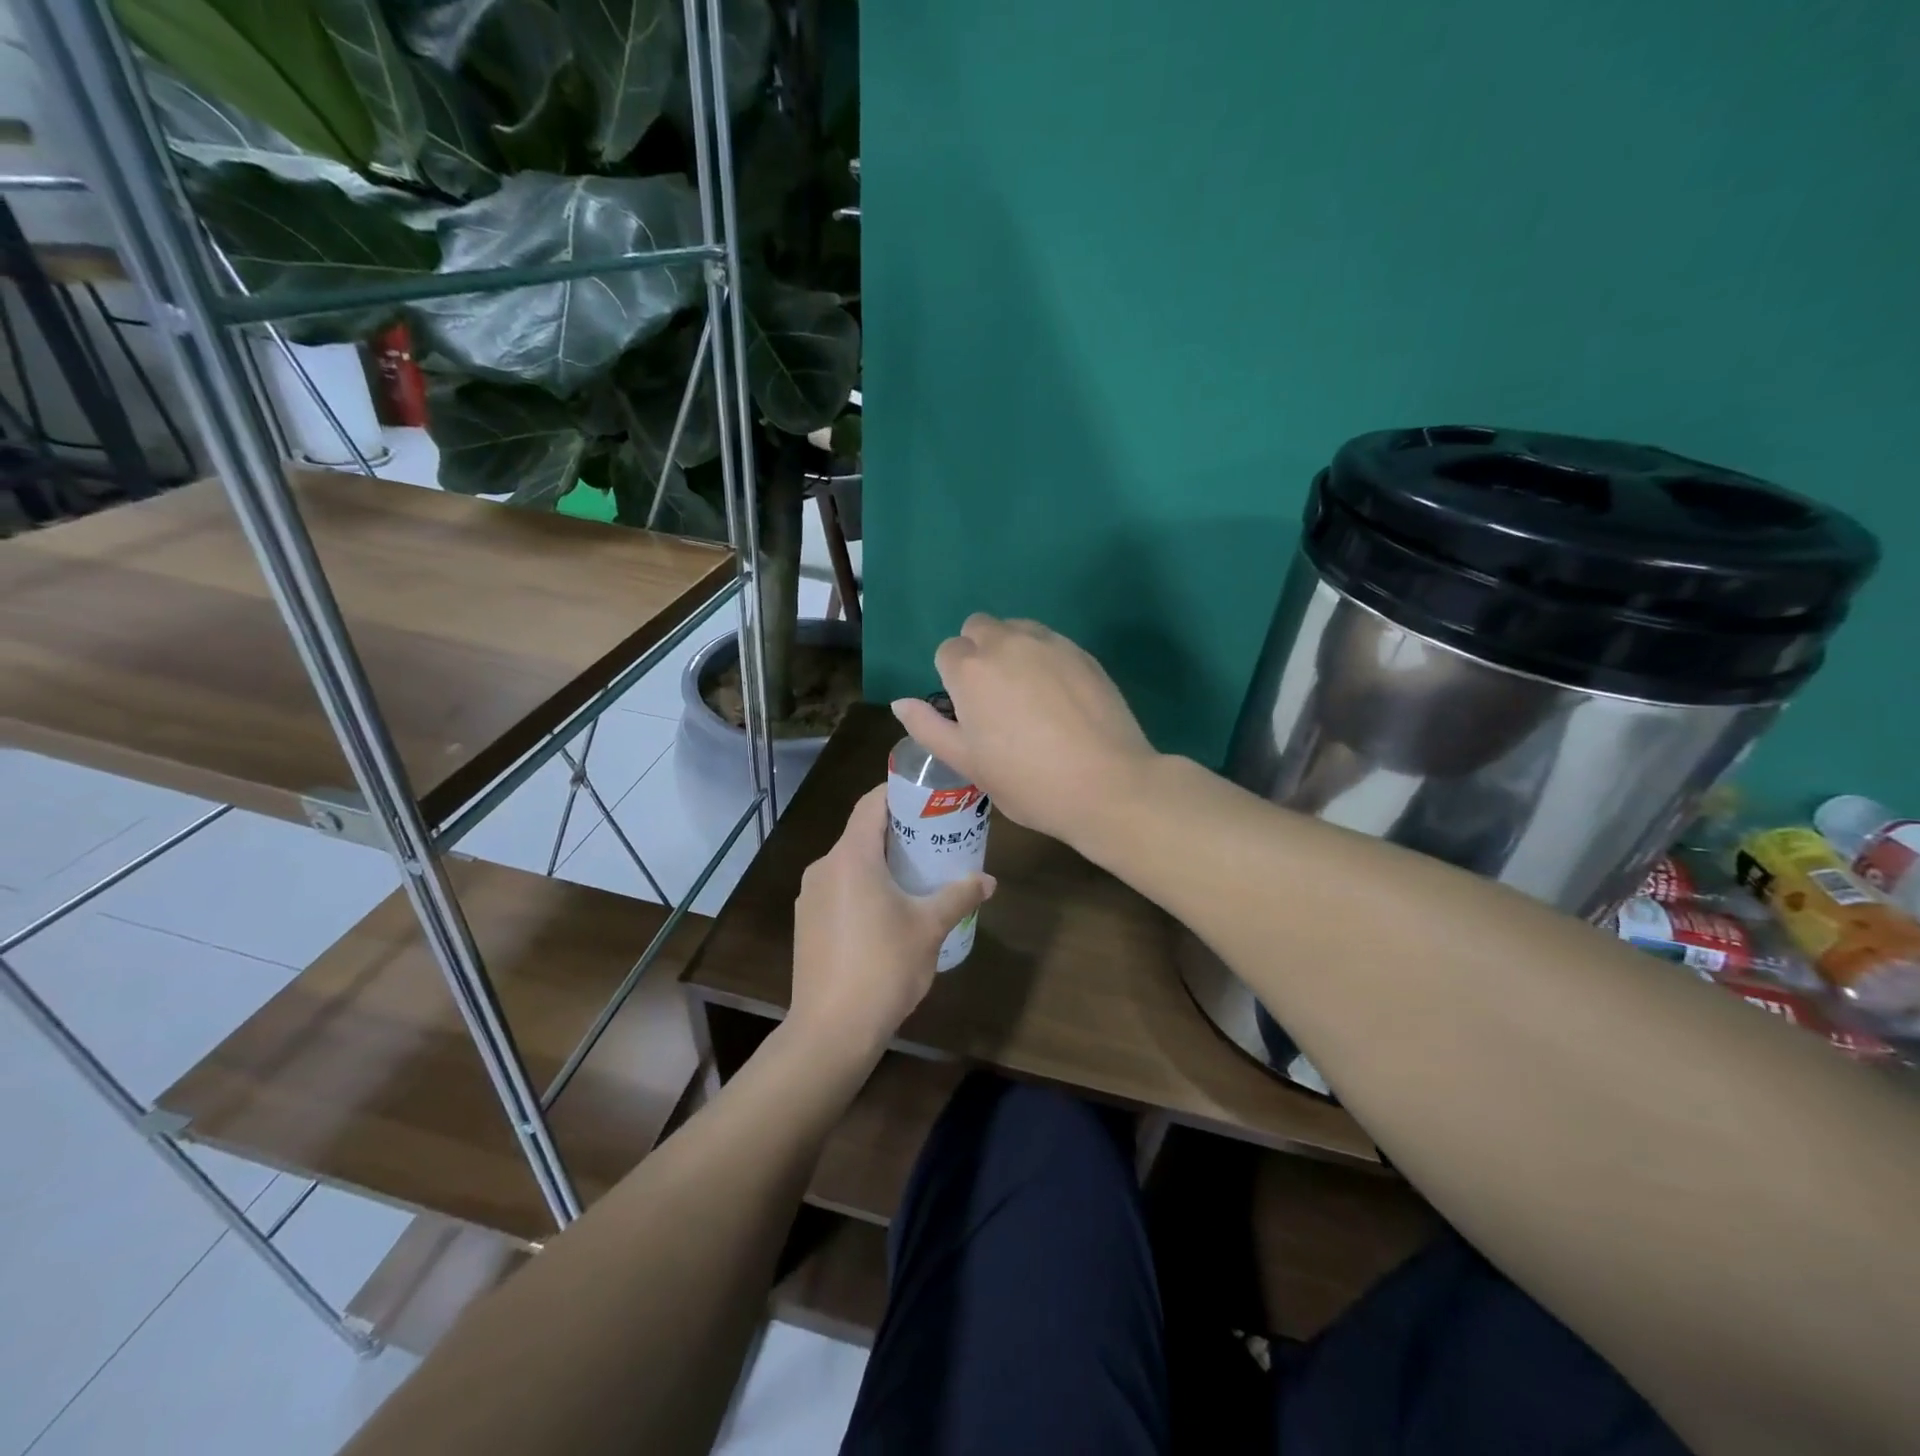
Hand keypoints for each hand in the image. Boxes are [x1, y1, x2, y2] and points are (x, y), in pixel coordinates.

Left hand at [788, 785, 994, 1063]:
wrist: (831, 1030)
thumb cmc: (884, 968)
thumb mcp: (929, 928)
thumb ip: (959, 896)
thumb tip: (988, 880)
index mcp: (851, 857)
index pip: (871, 803)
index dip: (899, 793)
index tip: (929, 796)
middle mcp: (824, 867)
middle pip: (862, 833)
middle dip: (898, 832)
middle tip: (934, 839)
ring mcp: (810, 896)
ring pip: (850, 863)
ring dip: (881, 862)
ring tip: (917, 876)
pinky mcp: (806, 923)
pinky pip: (839, 889)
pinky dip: (863, 887)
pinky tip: (888, 913)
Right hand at [892, 614, 1157, 846]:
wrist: (1107, 785)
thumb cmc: (1028, 781)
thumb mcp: (969, 763)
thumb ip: (929, 727)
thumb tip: (901, 703)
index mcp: (971, 670)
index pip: (947, 652)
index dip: (953, 680)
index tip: (970, 712)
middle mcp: (1007, 643)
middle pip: (979, 627)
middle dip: (978, 653)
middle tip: (994, 699)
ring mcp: (1050, 643)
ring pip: (1017, 628)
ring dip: (1011, 649)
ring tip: (1027, 695)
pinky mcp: (1083, 652)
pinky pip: (1050, 642)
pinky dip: (1044, 658)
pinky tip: (1059, 697)